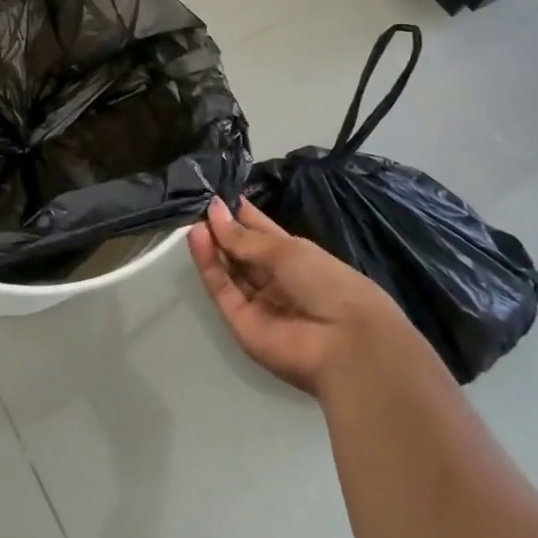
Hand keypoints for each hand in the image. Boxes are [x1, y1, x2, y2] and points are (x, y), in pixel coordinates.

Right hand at [188, 197, 397, 395]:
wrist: (344, 343)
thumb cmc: (326, 282)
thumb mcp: (285, 250)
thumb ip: (244, 236)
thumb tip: (213, 209)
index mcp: (294, 257)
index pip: (259, 231)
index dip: (238, 213)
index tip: (214, 194)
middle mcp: (274, 279)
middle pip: (240, 251)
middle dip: (220, 228)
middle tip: (197, 204)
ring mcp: (256, 301)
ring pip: (227, 269)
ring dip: (211, 244)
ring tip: (194, 219)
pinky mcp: (240, 322)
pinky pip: (221, 289)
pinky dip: (208, 264)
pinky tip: (197, 237)